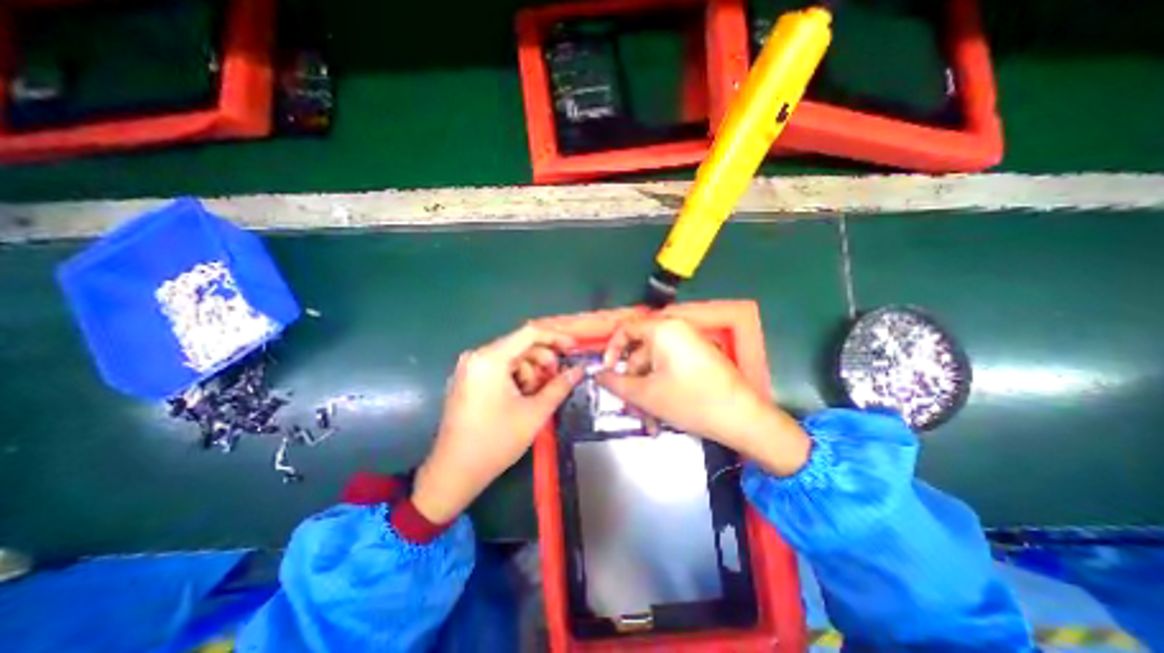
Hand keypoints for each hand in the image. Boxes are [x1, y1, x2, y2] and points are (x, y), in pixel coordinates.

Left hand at [413, 326, 586, 525]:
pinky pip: (499, 368)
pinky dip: (516, 377)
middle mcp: (477, 356)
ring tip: (537, 396)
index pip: (530, 333)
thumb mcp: (535, 413)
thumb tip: (579, 370)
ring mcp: (469, 367)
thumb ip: (559, 386)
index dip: (556, 337)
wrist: (454, 472)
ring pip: (511, 357)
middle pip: (520, 345)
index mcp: (490, 359)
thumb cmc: (496, 441)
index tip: (574, 349)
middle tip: (557, 380)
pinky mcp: (468, 379)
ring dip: (530, 371)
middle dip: (543, 360)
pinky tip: (522, 398)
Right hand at [601, 317, 811, 473]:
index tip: (608, 372)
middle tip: (628, 403)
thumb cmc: (690, 401)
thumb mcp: (646, 394)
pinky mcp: (699, 357)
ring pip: (655, 363)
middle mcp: (677, 329)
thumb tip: (598, 375)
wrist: (743, 418)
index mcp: (663, 329)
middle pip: (641, 350)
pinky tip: (660, 411)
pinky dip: (661, 385)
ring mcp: (690, 343)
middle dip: (631, 379)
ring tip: (647, 417)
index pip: (626, 328)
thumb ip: (616, 383)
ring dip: (646, 388)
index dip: (611, 350)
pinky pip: (670, 367)